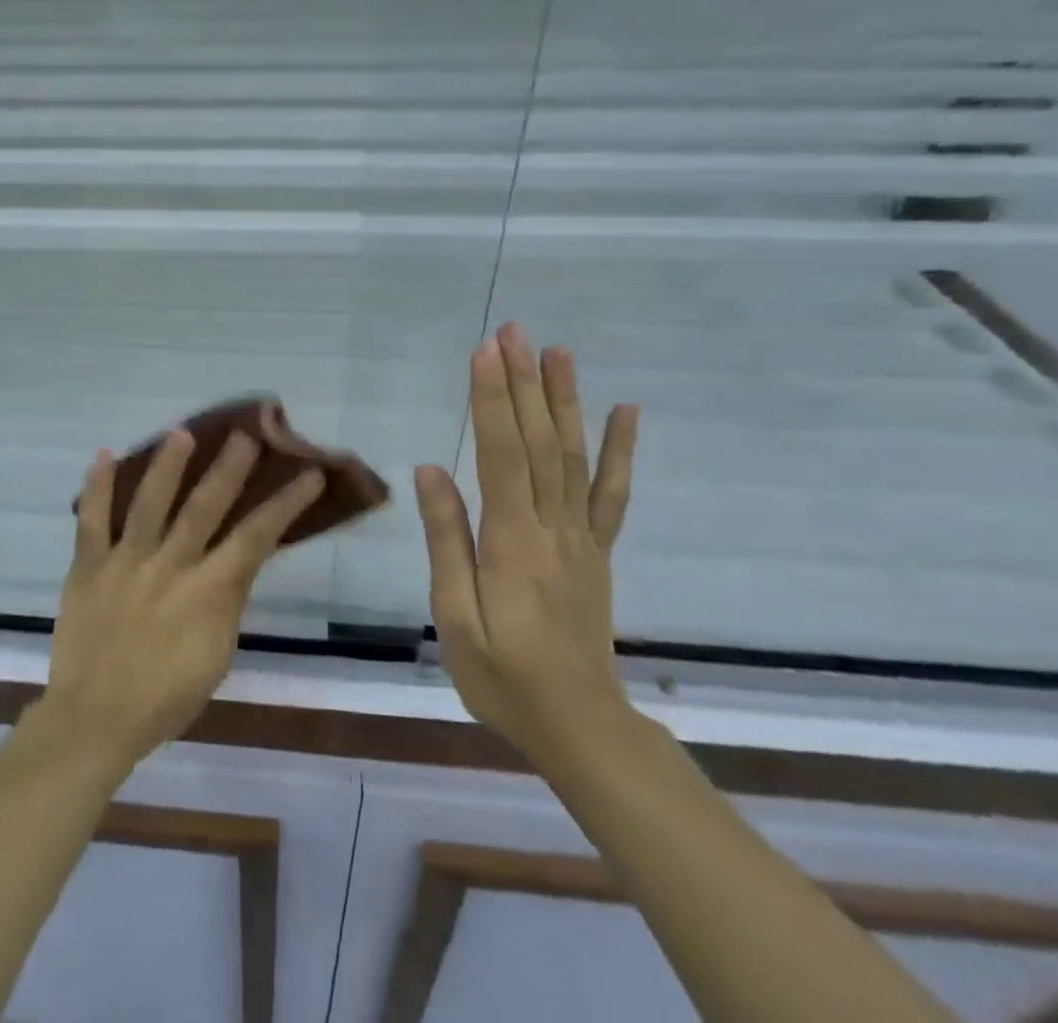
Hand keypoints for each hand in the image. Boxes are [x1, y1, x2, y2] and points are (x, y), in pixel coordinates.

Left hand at [40, 431, 325, 773]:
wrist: (96, 720)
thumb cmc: (165, 698)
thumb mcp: (216, 655)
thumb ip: (227, 602)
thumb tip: (234, 560)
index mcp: (208, 593)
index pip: (256, 538)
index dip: (285, 504)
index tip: (308, 473)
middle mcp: (170, 568)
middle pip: (203, 509)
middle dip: (228, 469)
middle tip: (246, 434)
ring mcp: (125, 563)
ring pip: (148, 505)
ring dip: (166, 466)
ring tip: (182, 432)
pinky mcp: (87, 567)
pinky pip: (91, 521)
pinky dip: (96, 487)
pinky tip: (103, 454)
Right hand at [415, 322, 638, 762]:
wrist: (580, 727)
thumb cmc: (503, 677)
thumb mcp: (456, 618)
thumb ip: (448, 540)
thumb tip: (431, 470)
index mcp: (513, 542)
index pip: (501, 455)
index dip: (492, 400)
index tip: (485, 351)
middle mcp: (553, 527)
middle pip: (539, 443)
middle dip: (524, 383)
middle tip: (515, 331)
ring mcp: (582, 537)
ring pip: (575, 456)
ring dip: (565, 400)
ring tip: (558, 351)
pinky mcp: (598, 550)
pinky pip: (612, 494)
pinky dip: (621, 449)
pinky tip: (626, 410)